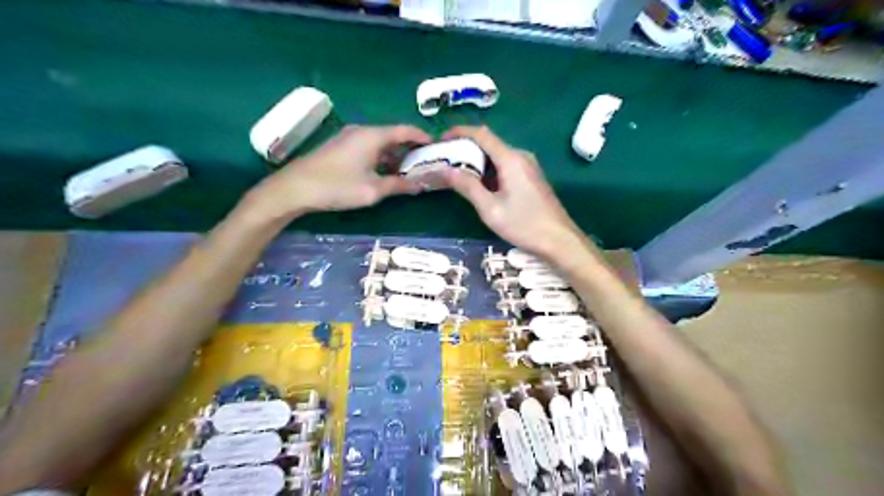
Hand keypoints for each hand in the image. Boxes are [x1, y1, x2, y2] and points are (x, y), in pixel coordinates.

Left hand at [245, 123, 431, 217]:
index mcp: (374, 135)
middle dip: (411, 149)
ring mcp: (350, 137)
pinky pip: (369, 147)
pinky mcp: (341, 146)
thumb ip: (399, 185)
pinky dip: (382, 157)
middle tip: (426, 164)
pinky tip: (386, 172)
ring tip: (410, 171)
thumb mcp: (373, 190)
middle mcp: (363, 130)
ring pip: (381, 142)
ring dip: (396, 155)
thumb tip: (421, 185)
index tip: (437, 148)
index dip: (423, 137)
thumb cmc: (337, 186)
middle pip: (394, 135)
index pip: (406, 130)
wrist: (295, 188)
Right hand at [442, 126, 585, 259]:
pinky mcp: (530, 178)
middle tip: (444, 162)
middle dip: (465, 149)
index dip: (459, 132)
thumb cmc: (524, 225)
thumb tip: (445, 170)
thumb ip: (467, 186)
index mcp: (511, 159)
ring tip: (455, 174)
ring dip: (476, 162)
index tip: (441, 139)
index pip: (481, 135)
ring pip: (496, 157)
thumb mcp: (490, 208)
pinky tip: (477, 185)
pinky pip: (505, 166)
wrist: (559, 240)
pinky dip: (488, 171)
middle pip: (489, 144)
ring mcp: (527, 167)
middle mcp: (520, 156)